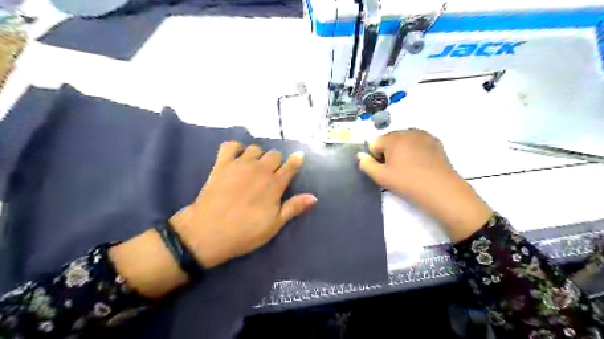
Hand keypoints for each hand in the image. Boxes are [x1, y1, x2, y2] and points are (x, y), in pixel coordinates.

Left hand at [166, 141, 318, 268]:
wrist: (208, 233)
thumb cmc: (245, 232)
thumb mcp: (274, 225)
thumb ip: (293, 207)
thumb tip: (314, 197)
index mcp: (274, 185)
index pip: (290, 166)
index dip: (296, 160)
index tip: (299, 157)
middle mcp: (259, 170)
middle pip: (274, 155)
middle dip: (276, 162)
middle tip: (271, 174)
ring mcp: (240, 165)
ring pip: (255, 148)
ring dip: (258, 155)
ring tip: (254, 167)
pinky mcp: (222, 164)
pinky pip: (230, 145)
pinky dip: (235, 148)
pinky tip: (236, 157)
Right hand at [358, 129, 489, 242]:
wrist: (441, 189)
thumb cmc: (407, 182)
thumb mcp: (381, 177)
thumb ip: (366, 164)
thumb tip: (359, 155)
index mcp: (393, 138)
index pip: (374, 143)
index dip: (375, 157)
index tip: (384, 170)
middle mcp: (407, 131)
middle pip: (389, 140)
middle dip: (388, 152)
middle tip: (396, 170)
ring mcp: (423, 135)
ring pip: (403, 140)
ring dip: (401, 150)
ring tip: (408, 167)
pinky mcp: (435, 141)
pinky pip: (417, 142)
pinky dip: (414, 150)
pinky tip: (420, 164)